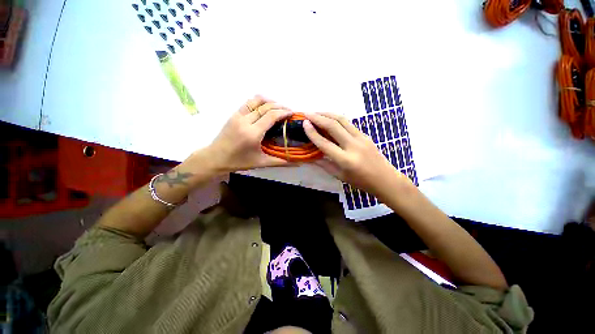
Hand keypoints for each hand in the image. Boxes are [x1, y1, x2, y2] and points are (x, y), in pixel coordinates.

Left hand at [205, 96, 293, 172]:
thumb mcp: (262, 163)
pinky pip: (248, 103)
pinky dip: (259, 102)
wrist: (215, 157)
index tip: (292, 113)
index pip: (271, 116)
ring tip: (278, 108)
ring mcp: (238, 115)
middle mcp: (245, 121)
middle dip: (279, 106)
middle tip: (288, 111)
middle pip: (266, 107)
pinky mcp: (234, 114)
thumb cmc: (239, 162)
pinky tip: (265, 107)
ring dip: (269, 101)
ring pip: (256, 100)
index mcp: (253, 133)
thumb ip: (280, 162)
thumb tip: (297, 163)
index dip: (283, 112)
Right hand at [303, 113, 408, 194]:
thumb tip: (311, 156)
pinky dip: (337, 119)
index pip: (325, 143)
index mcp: (345, 160)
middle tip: (307, 113)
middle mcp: (353, 146)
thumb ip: (324, 164)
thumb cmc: (361, 181)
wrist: (385, 178)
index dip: (312, 133)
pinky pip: (349, 123)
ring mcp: (361, 138)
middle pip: (333, 126)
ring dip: (328, 114)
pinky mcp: (365, 134)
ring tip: (316, 113)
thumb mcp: (340, 176)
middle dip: (318, 117)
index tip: (304, 123)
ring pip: (342, 120)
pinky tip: (330, 119)